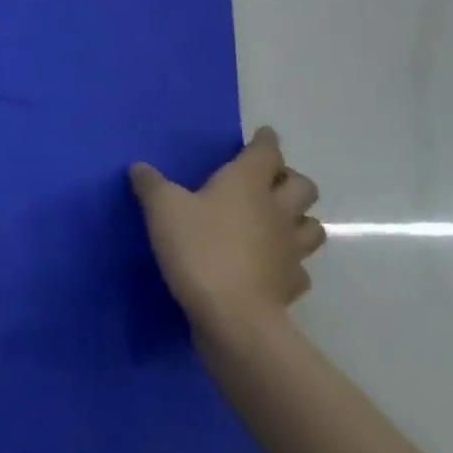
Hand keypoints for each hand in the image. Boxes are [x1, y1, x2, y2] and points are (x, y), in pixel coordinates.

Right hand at [129, 128, 325, 339]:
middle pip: (303, 187)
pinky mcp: (291, 285)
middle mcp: (277, 211)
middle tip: (267, 181)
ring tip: (276, 220)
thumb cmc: (198, 248)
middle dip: (289, 179)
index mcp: (247, 183)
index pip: (267, 152)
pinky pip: (299, 267)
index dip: (266, 141)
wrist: (232, 316)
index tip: (264, 135)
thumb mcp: (161, 208)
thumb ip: (151, 184)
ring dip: (298, 218)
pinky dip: (289, 261)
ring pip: (312, 226)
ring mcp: (290, 250)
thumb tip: (140, 168)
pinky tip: (271, 264)